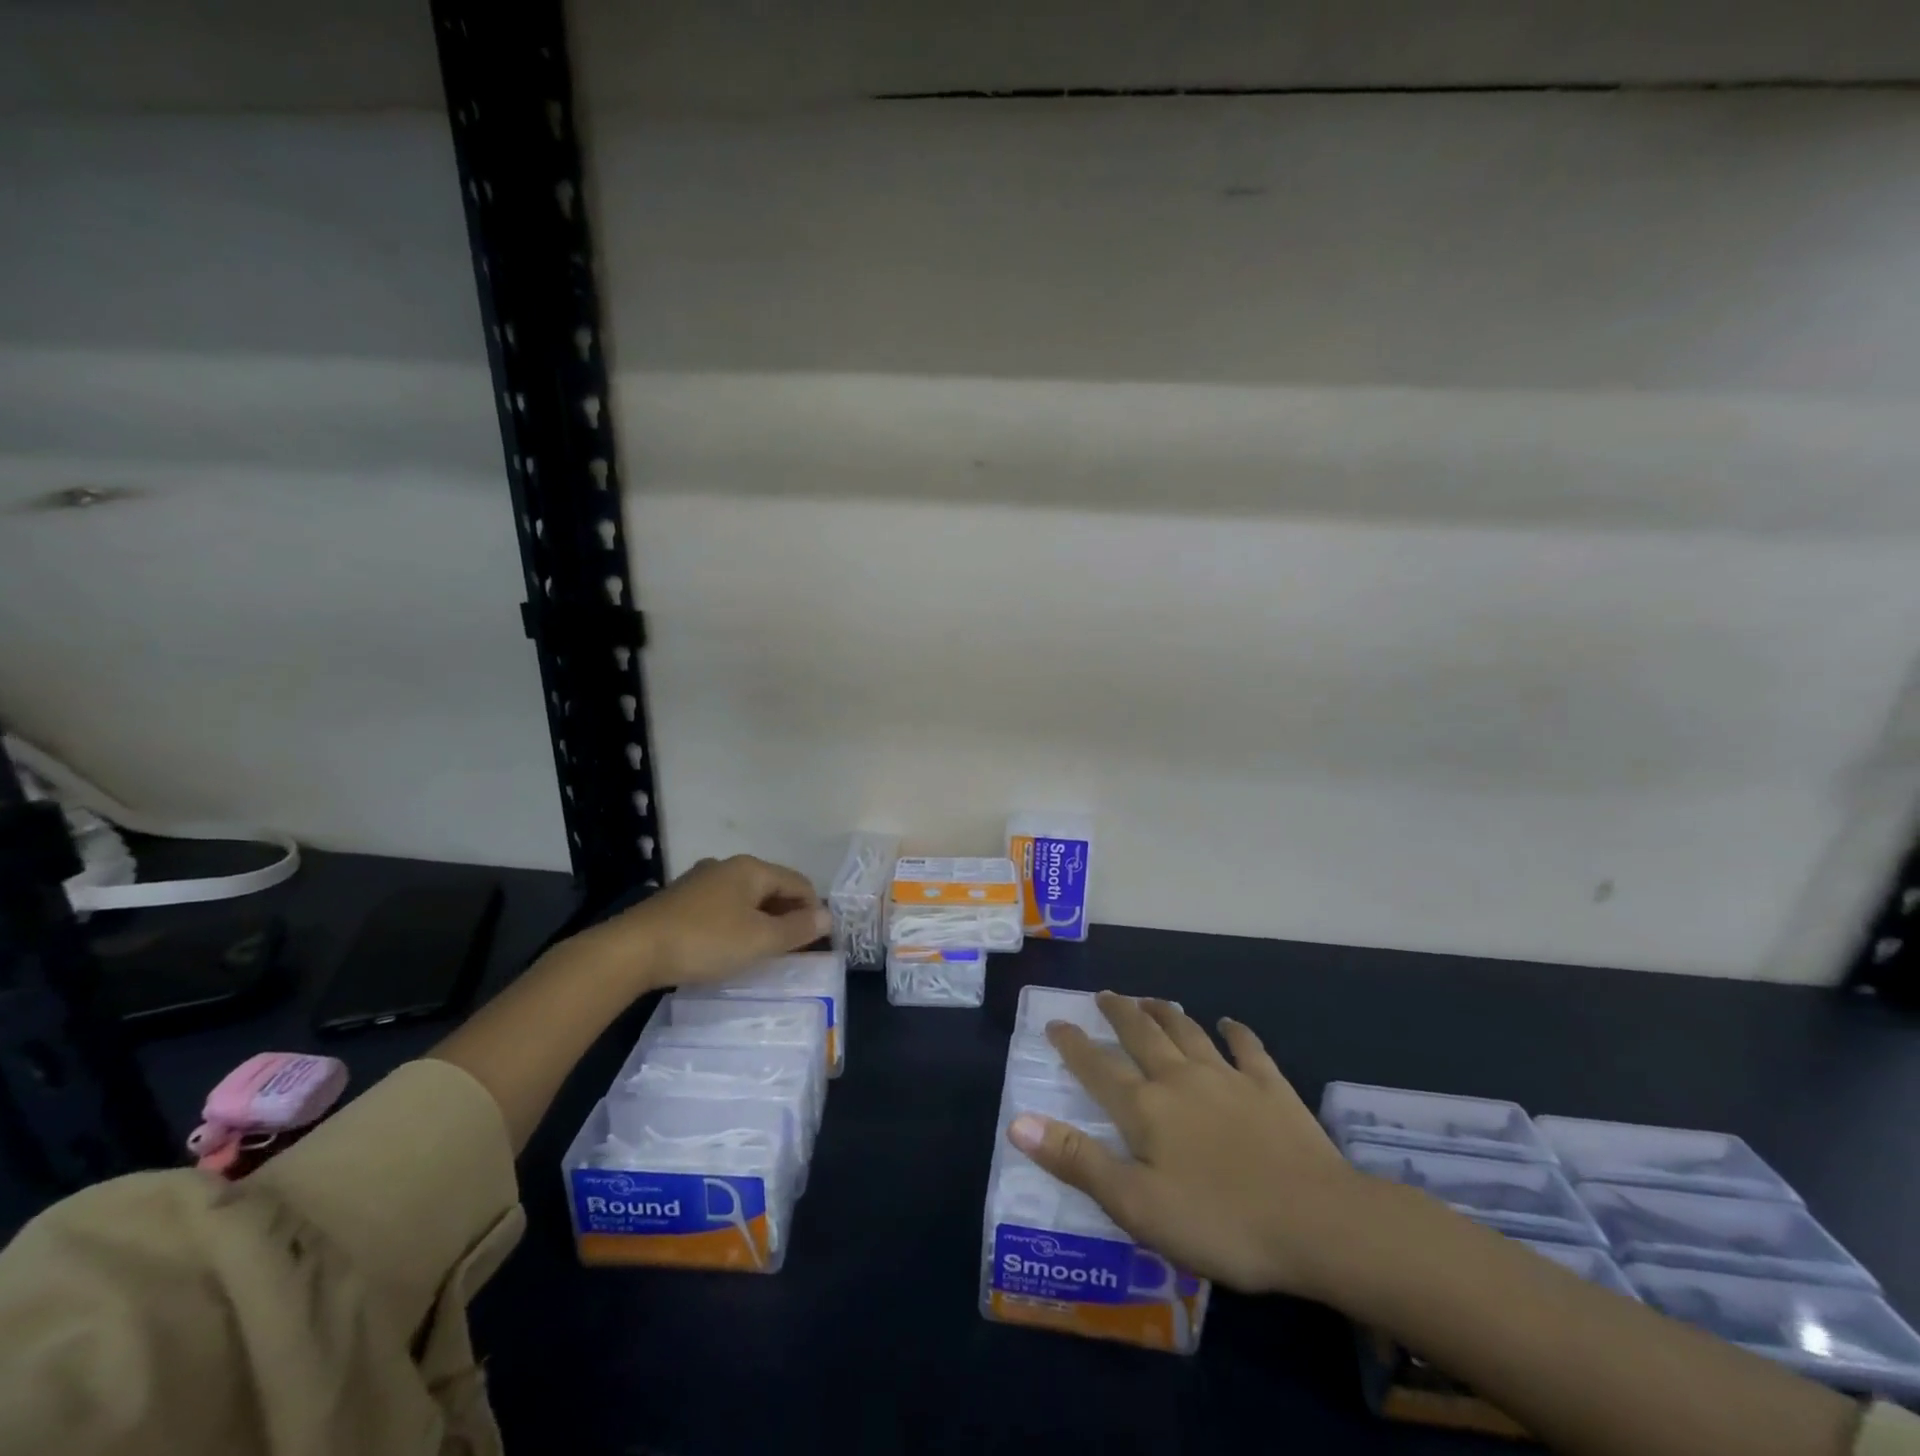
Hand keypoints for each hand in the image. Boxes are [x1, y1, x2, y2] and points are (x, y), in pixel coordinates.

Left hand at [580, 854, 830, 991]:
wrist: (632, 951)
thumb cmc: (706, 941)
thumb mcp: (760, 940)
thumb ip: (797, 929)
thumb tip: (828, 916)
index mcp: (752, 868)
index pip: (799, 883)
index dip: (814, 910)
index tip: (818, 943)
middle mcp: (728, 866)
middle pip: (772, 888)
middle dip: (787, 915)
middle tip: (793, 950)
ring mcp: (701, 881)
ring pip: (746, 898)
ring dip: (761, 921)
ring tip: (763, 952)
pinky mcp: (680, 900)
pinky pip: (723, 907)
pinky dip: (736, 924)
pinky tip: (729, 947)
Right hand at [1007, 991, 1365, 1297]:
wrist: (1317, 1222)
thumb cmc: (1219, 1222)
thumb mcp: (1136, 1205)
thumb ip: (1077, 1160)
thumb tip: (1018, 1121)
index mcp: (1145, 1109)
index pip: (1097, 1067)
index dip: (1073, 1045)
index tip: (1056, 1023)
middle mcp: (1180, 1078)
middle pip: (1142, 1034)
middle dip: (1119, 1013)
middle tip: (1104, 995)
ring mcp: (1228, 1077)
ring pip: (1188, 1031)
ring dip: (1166, 1012)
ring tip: (1150, 998)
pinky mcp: (1271, 1087)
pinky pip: (1248, 1048)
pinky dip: (1236, 1032)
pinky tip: (1229, 1023)